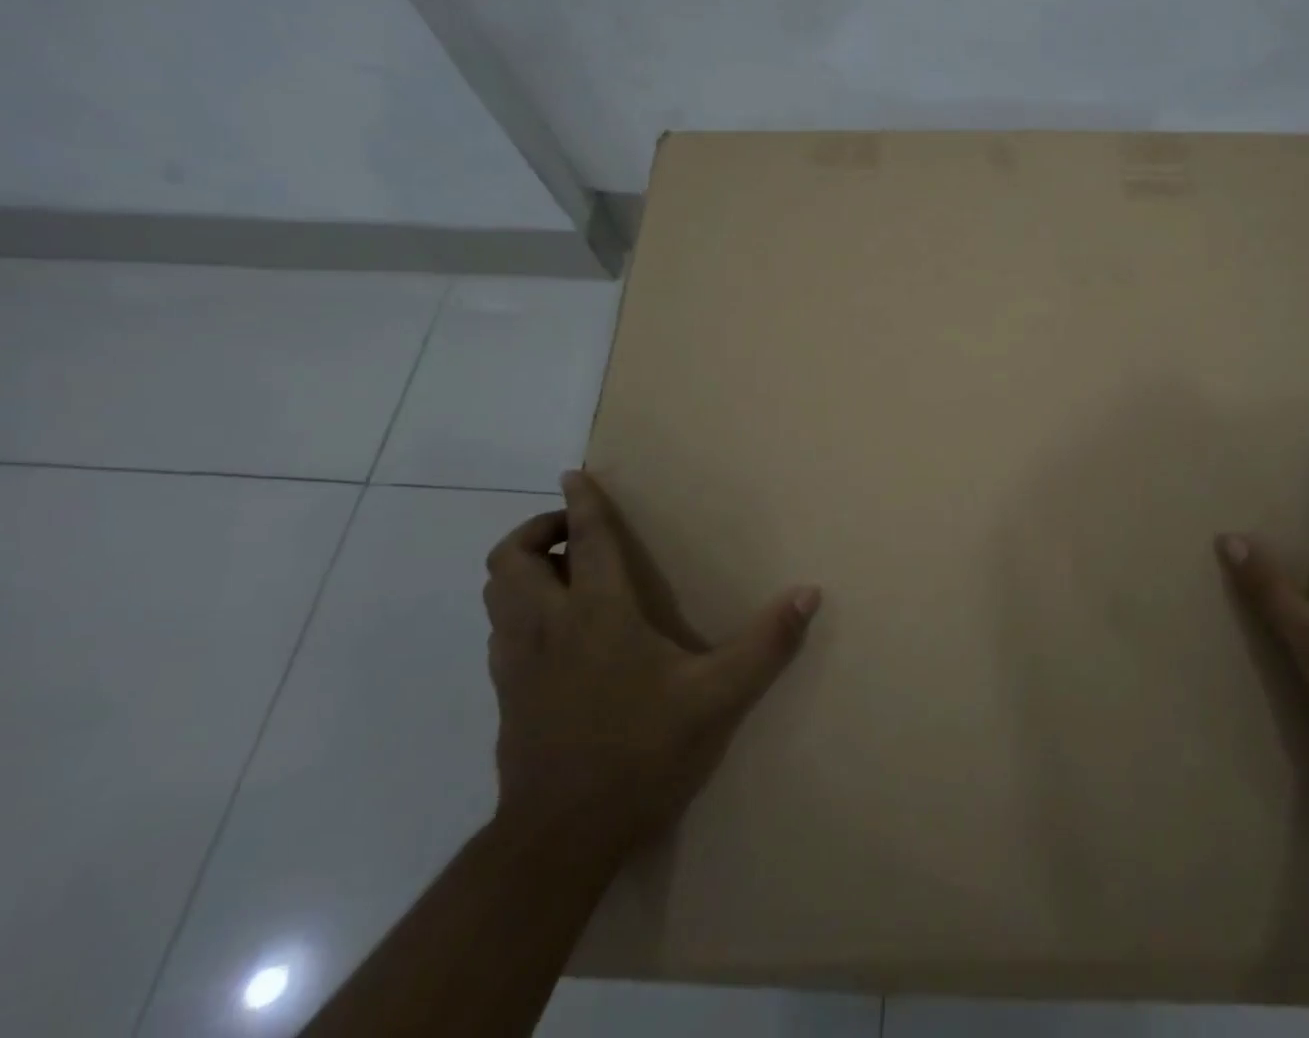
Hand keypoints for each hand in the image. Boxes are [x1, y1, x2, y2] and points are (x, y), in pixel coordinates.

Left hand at [483, 470, 821, 855]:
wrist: (561, 838)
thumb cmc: (641, 754)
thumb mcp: (717, 698)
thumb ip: (766, 643)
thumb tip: (809, 593)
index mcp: (597, 615)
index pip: (583, 540)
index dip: (581, 502)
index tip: (575, 473)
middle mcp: (547, 627)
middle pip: (510, 559)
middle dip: (536, 531)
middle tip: (575, 535)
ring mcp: (517, 662)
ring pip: (496, 592)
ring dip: (522, 568)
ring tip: (565, 573)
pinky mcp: (506, 694)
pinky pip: (499, 628)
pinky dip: (518, 608)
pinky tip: (557, 629)